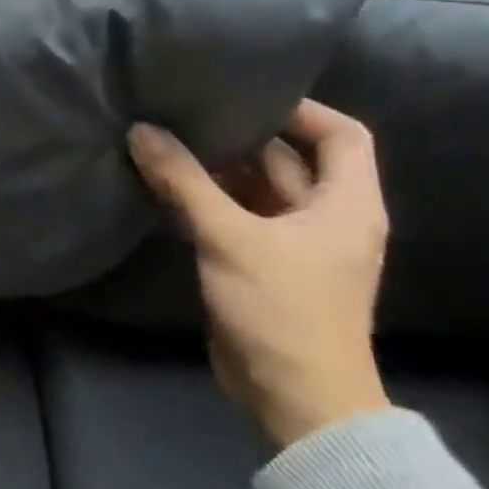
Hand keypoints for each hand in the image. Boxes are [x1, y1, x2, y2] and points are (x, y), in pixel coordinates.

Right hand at [125, 99, 390, 449]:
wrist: (294, 396)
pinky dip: (205, 201)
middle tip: (185, 112)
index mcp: (346, 205)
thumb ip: (185, 182)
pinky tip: (164, 188)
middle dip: (240, 136)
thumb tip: (142, 130)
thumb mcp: (230, 238)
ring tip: (165, 141)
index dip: (301, 109)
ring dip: (216, 170)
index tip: (243, 93)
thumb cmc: (282, 309)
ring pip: (256, 191)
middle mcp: (326, 218)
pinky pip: (235, 219)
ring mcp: (293, 245)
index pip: (341, 135)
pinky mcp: (262, 267)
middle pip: (289, 160)